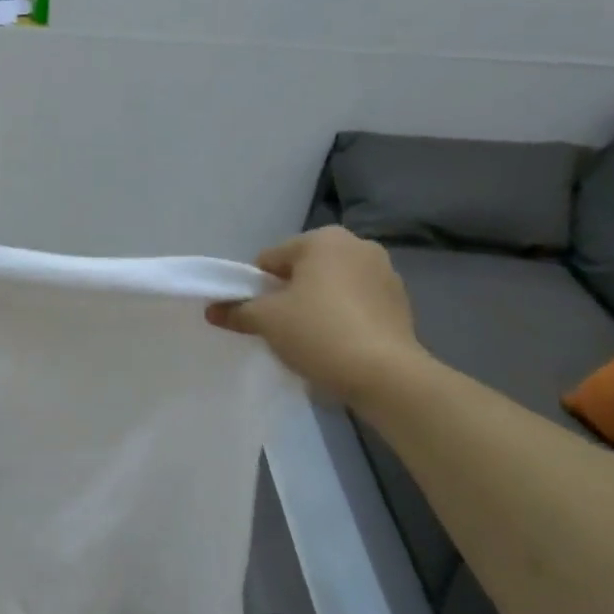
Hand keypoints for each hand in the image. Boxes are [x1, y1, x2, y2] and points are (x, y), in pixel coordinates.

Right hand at [208, 227, 427, 404]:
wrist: (384, 374)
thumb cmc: (317, 332)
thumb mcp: (266, 320)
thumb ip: (236, 311)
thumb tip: (212, 310)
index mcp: (323, 239)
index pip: (270, 259)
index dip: (255, 287)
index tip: (255, 315)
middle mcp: (358, 245)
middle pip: (303, 270)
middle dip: (289, 294)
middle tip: (279, 327)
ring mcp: (385, 273)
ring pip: (332, 286)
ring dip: (317, 304)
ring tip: (309, 338)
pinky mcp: (400, 302)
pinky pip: (357, 303)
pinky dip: (343, 316)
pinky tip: (337, 343)